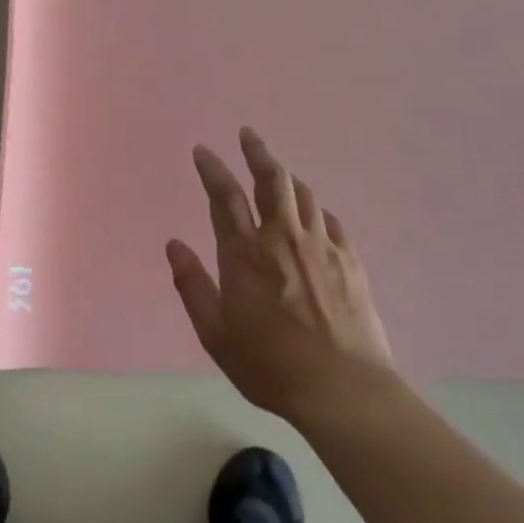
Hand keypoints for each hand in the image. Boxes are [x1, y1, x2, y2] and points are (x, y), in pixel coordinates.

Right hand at [165, 128, 396, 425]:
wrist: (342, 388)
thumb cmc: (269, 365)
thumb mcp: (215, 333)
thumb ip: (192, 285)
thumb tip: (173, 245)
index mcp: (244, 254)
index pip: (224, 196)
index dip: (212, 169)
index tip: (203, 150)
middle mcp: (282, 239)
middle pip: (272, 180)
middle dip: (257, 152)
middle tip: (248, 134)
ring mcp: (321, 247)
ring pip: (304, 195)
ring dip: (286, 177)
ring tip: (277, 171)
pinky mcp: (350, 261)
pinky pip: (331, 221)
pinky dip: (316, 210)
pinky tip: (313, 215)